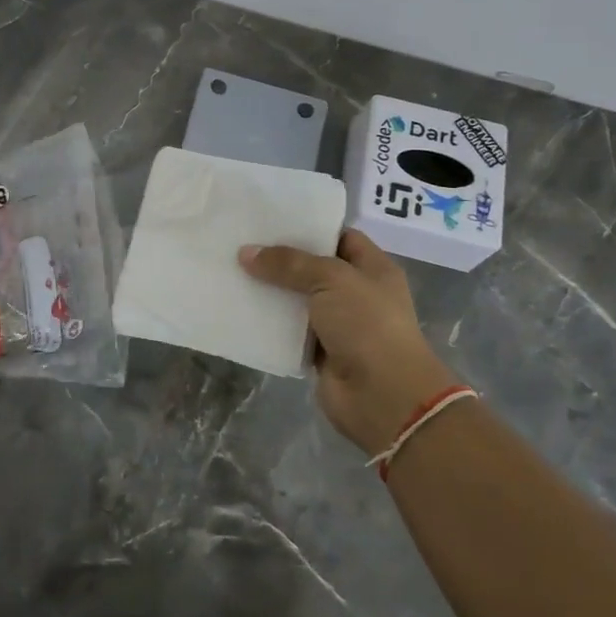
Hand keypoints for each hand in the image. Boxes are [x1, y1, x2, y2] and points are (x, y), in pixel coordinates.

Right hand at [239, 230, 457, 456]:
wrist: (383, 396)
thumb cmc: (367, 325)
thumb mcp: (331, 279)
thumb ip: (289, 263)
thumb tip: (246, 253)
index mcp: (373, 269)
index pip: (340, 237)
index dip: (310, 228)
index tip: (271, 220)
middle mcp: (356, 294)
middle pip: (313, 269)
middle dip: (281, 260)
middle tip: (241, 244)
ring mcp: (338, 325)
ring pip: (297, 301)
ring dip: (270, 292)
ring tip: (232, 272)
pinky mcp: (319, 353)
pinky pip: (288, 332)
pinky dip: (268, 324)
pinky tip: (239, 309)